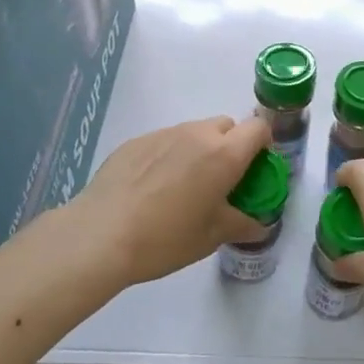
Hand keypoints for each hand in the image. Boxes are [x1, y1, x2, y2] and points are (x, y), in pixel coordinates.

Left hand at [70, 115, 272, 286]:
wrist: (101, 235)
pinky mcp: (136, 141)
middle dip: (231, 146)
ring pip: (194, 132)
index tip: (255, 170)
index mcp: (224, 154)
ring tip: (182, 187)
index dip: (263, 145)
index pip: (258, 129)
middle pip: (226, 126)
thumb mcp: (212, 237)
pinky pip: (165, 141)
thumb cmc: (166, 238)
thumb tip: (260, 225)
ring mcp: (164, 134)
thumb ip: (242, 224)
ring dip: (199, 150)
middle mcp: (197, 134)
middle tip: (220, 181)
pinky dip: (169, 155)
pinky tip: (152, 188)